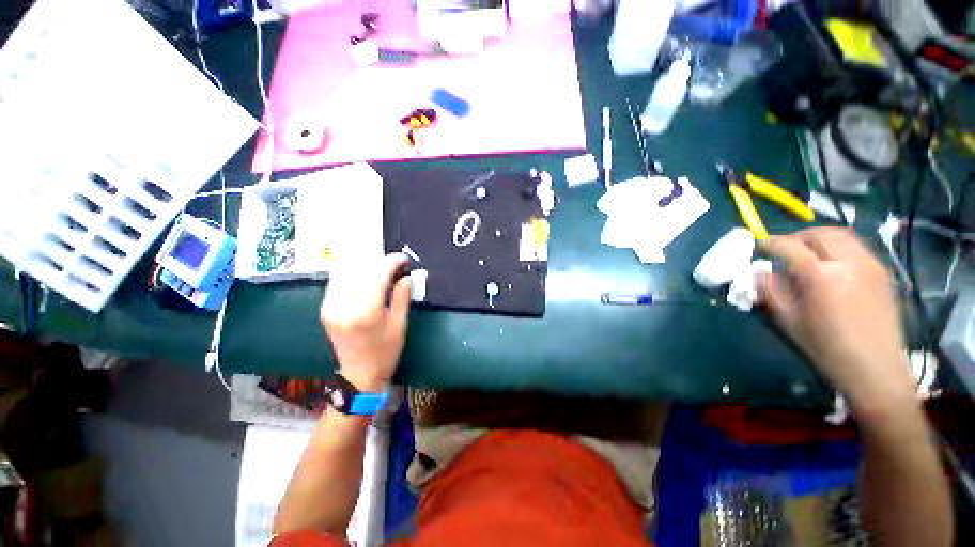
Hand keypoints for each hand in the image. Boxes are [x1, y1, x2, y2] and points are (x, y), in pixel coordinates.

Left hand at [320, 253, 411, 391]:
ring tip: (380, 267)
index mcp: (366, 312)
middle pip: (360, 270)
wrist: (359, 375)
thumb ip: (402, 297)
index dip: (391, 262)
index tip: (403, 259)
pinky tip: (363, 274)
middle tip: (393, 263)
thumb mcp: (400, 325)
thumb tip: (405, 276)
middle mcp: (344, 306)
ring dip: (364, 264)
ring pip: (345, 272)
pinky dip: (351, 273)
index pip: (377, 276)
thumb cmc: (385, 352)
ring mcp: (331, 307)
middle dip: (378, 261)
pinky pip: (337, 282)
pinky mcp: (325, 309)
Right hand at [758, 228, 914, 413]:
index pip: (790, 247)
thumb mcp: (787, 320)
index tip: (761, 246)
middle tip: (785, 248)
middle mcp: (849, 262)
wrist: (874, 367)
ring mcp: (870, 265)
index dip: (772, 243)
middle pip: (819, 233)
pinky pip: (856, 247)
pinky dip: (838, 246)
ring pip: (841, 235)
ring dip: (819, 238)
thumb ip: (770, 290)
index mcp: (821, 276)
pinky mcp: (882, 272)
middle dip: (797, 236)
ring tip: (807, 252)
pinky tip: (831, 264)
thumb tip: (760, 271)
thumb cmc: (825, 347)